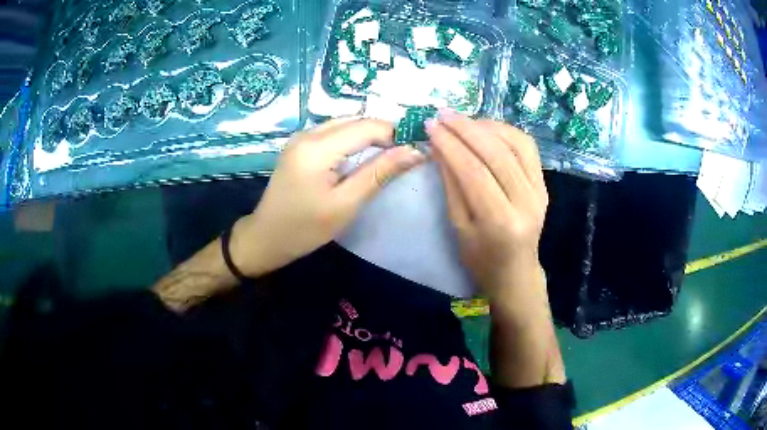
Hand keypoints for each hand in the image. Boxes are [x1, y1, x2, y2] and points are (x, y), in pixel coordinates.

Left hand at [231, 118, 425, 277]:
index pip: (367, 127)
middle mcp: (307, 133)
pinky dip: (353, 139)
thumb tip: (415, 151)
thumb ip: (379, 173)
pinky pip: (333, 131)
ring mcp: (301, 137)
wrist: (266, 237)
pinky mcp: (299, 144)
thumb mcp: (346, 204)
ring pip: (345, 123)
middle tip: (405, 154)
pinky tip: (363, 155)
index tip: (416, 151)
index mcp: (317, 148)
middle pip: (356, 120)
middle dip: (384, 133)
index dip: (396, 134)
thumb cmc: (305, 229)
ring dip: (369, 135)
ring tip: (389, 155)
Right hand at [427, 112, 547, 301]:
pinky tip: (487, 127)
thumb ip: (451, 184)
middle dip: (466, 128)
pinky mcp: (544, 183)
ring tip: (462, 119)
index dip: (450, 145)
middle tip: (443, 114)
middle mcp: (526, 202)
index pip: (474, 171)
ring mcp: (540, 190)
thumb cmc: (480, 257)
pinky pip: (527, 147)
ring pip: (515, 144)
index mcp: (500, 221)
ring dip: (486, 126)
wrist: (516, 271)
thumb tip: (440, 146)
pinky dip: (506, 131)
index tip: (431, 126)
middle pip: (496, 153)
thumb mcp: (458, 225)